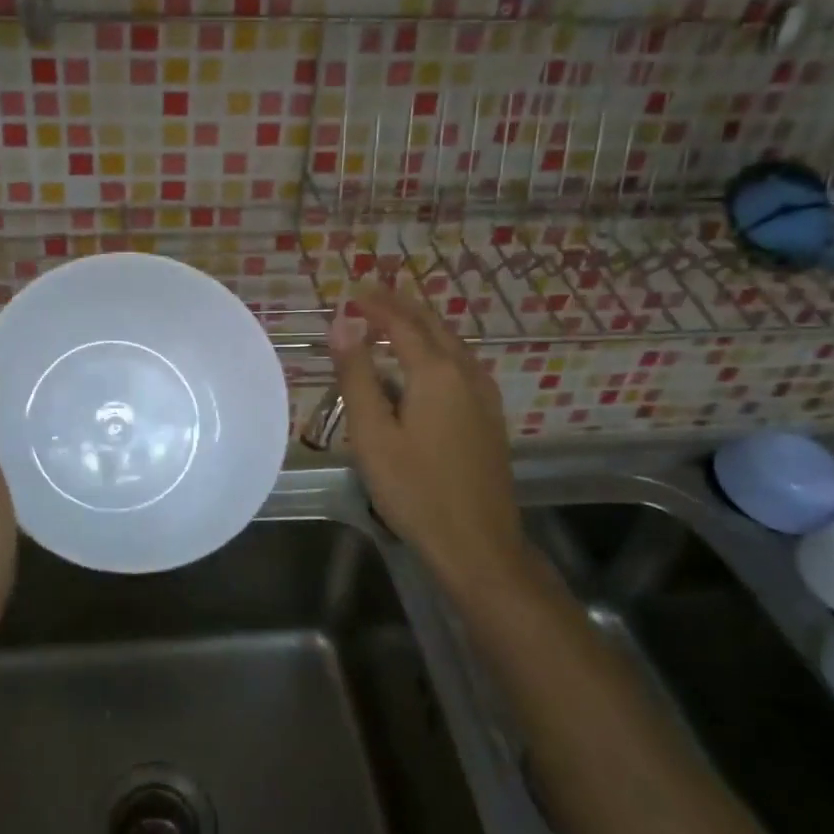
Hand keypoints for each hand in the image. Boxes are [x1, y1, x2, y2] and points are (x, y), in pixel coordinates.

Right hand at [329, 285, 521, 597]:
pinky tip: (428, 361)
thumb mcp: (372, 433)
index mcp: (435, 372)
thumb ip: (356, 375)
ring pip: (451, 342)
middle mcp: (465, 373)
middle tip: (369, 294)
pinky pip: (461, 362)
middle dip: (399, 305)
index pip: (401, 322)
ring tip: (392, 318)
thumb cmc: (415, 489)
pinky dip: (437, 346)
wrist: (477, 543)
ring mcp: (484, 394)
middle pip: (431, 325)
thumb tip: (342, 322)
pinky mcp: (491, 415)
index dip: (375, 304)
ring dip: (420, 324)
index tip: (350, 291)